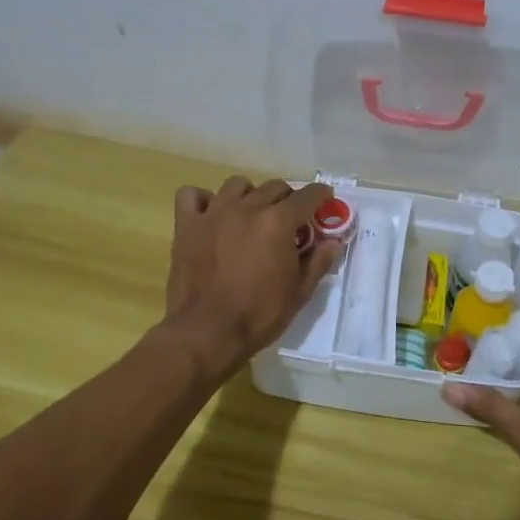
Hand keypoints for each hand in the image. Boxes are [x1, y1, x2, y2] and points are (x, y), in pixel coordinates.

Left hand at [158, 177, 343, 377]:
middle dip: (287, 199)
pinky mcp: (187, 225)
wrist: (206, 333)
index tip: (325, 200)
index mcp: (278, 222)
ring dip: (250, 195)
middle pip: (274, 187)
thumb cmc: (258, 316)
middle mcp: (247, 208)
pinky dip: (203, 200)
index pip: (307, 196)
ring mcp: (213, 213)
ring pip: (236, 185)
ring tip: (251, 216)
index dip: (321, 196)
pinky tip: (211, 215)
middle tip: (289, 221)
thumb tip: (333, 241)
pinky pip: (192, 196)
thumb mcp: (299, 293)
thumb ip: (318, 262)